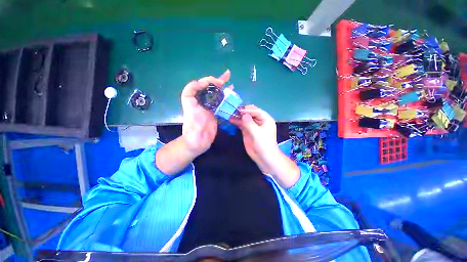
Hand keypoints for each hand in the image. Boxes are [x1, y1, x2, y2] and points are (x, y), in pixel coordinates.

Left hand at [181, 70, 230, 155]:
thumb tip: (199, 81)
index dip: (209, 80)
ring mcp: (210, 108)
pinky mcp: (215, 114)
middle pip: (210, 89)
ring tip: (232, 85)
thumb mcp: (188, 107)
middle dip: (218, 81)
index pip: (200, 84)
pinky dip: (226, 101)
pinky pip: (221, 105)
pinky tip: (231, 98)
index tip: (219, 82)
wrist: (198, 141)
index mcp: (194, 98)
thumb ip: (190, 92)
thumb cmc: (193, 125)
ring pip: (217, 96)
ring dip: (224, 90)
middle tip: (228, 75)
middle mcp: (202, 102)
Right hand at [231, 105, 279, 172]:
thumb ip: (249, 123)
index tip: (239, 110)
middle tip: (233, 111)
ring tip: (230, 114)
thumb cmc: (264, 144)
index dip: (248, 110)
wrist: (264, 157)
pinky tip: (231, 120)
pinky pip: (242, 124)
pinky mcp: (248, 131)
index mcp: (266, 119)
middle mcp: (259, 121)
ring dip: (238, 116)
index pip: (256, 111)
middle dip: (242, 112)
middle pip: (250, 113)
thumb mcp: (257, 133)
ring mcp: (253, 126)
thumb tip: (243, 114)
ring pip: (245, 118)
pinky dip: (237, 122)